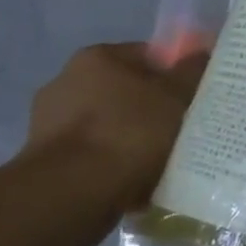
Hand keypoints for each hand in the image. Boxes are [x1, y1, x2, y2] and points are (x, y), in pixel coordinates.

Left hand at [26, 43, 207, 210]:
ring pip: (110, 126)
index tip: (192, 97)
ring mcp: (50, 123)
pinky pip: (93, 155)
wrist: (73, 192)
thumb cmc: (129, 131)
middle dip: (151, 109)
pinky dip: (113, 164)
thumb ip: (191, 72)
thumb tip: (200, 54)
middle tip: (181, 129)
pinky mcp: (46, 161)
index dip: (174, 75)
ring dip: (131, 139)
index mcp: (96, 58)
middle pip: (125, 92)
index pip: (146, 56)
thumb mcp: (176, 97)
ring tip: (160, 161)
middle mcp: (65, 82)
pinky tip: (136, 181)